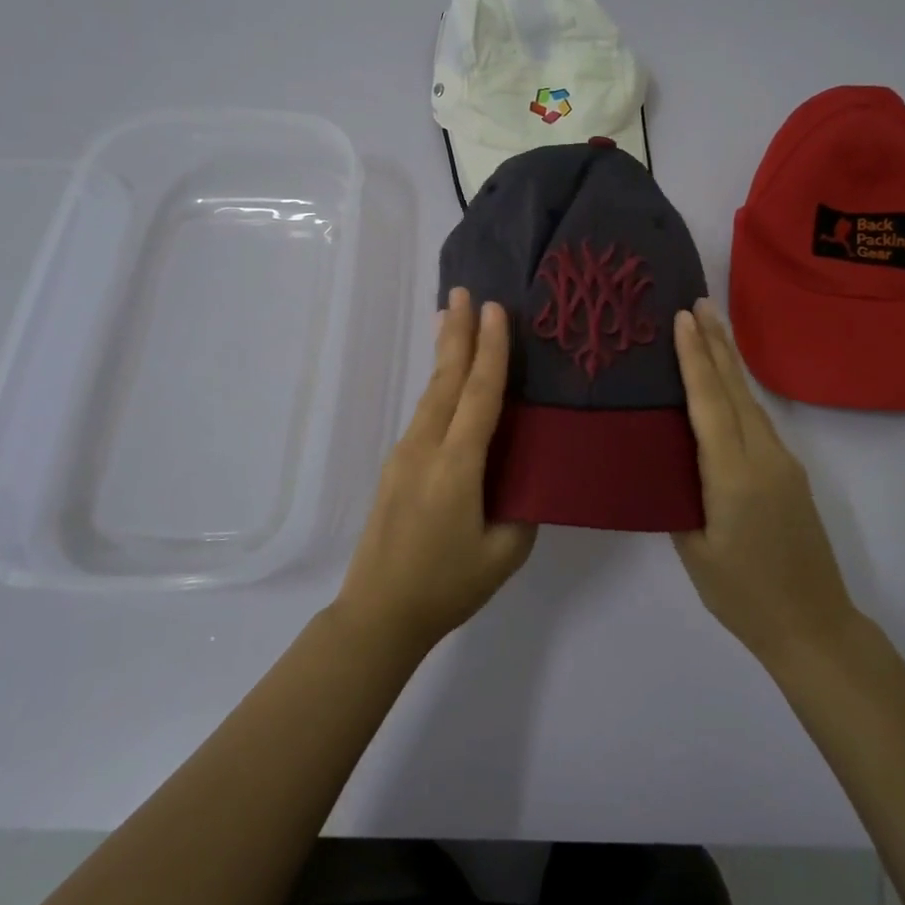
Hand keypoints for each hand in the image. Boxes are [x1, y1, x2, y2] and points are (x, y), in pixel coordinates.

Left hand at [333, 288, 535, 653]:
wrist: (378, 613)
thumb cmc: (446, 586)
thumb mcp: (503, 554)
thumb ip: (522, 508)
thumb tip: (527, 475)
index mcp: (456, 467)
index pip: (479, 396)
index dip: (490, 351)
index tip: (494, 310)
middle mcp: (426, 449)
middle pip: (445, 380)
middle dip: (456, 332)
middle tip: (463, 291)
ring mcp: (404, 455)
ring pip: (430, 393)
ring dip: (444, 354)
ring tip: (450, 317)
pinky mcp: (396, 467)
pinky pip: (424, 414)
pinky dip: (438, 385)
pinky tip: (446, 380)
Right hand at [672, 298, 858, 670]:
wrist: (814, 626)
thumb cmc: (744, 595)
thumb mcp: (694, 550)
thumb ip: (679, 497)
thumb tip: (666, 459)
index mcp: (734, 476)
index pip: (710, 404)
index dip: (695, 358)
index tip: (683, 318)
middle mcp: (763, 457)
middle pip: (735, 389)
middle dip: (716, 342)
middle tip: (699, 302)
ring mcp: (782, 462)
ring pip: (749, 400)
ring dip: (728, 361)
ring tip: (710, 327)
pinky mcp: (788, 473)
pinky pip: (757, 420)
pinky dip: (736, 391)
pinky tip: (724, 384)